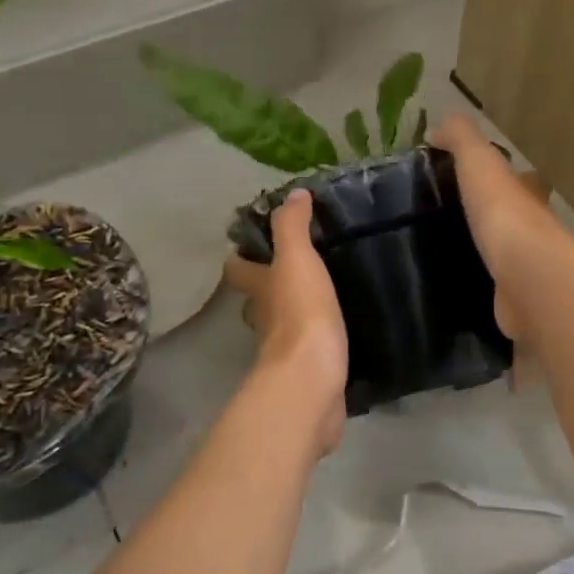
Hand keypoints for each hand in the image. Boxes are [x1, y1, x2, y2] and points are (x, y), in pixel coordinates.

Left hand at [222, 191, 348, 454]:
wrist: (313, 379)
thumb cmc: (301, 313)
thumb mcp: (297, 260)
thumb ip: (293, 227)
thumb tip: (293, 194)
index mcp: (260, 290)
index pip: (238, 268)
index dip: (242, 256)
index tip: (257, 243)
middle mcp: (265, 320)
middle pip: (257, 300)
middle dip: (268, 286)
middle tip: (294, 270)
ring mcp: (283, 350)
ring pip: (281, 326)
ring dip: (292, 314)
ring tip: (320, 297)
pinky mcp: (306, 371)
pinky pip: (307, 350)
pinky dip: (314, 341)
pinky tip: (335, 333)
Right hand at [429, 115, 559, 347]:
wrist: (528, 278)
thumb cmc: (504, 214)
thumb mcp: (479, 163)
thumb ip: (461, 139)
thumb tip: (438, 125)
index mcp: (528, 194)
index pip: (517, 178)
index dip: (497, 176)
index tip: (463, 180)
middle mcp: (535, 229)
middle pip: (512, 218)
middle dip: (488, 217)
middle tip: (445, 220)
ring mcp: (528, 268)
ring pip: (503, 254)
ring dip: (483, 252)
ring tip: (442, 252)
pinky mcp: (516, 300)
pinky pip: (494, 288)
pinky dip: (480, 285)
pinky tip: (455, 287)